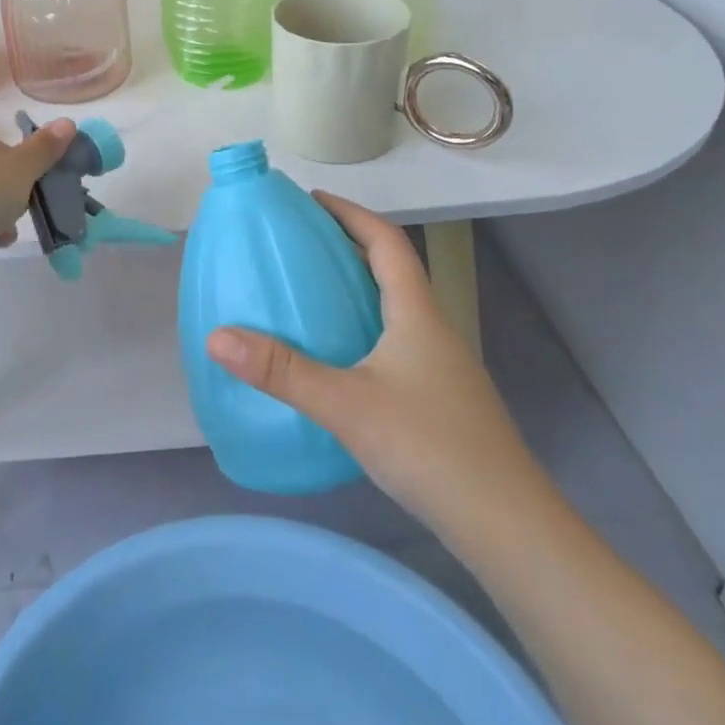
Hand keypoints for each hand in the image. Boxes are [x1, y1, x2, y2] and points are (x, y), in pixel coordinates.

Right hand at [206, 194, 543, 534]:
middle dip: (346, 245)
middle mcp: (431, 328)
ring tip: (307, 292)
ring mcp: (438, 364)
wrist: (507, 525)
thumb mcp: (347, 405)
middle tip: (297, 244)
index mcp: (415, 312)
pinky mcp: (436, 397)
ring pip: (392, 307)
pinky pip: (392, 340)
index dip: (350, 213)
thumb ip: (282, 371)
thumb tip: (217, 337)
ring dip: (354, 288)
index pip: (387, 241)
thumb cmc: (430, 447)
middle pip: (390, 268)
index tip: (311, 199)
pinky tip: (334, 356)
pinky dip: (360, 328)